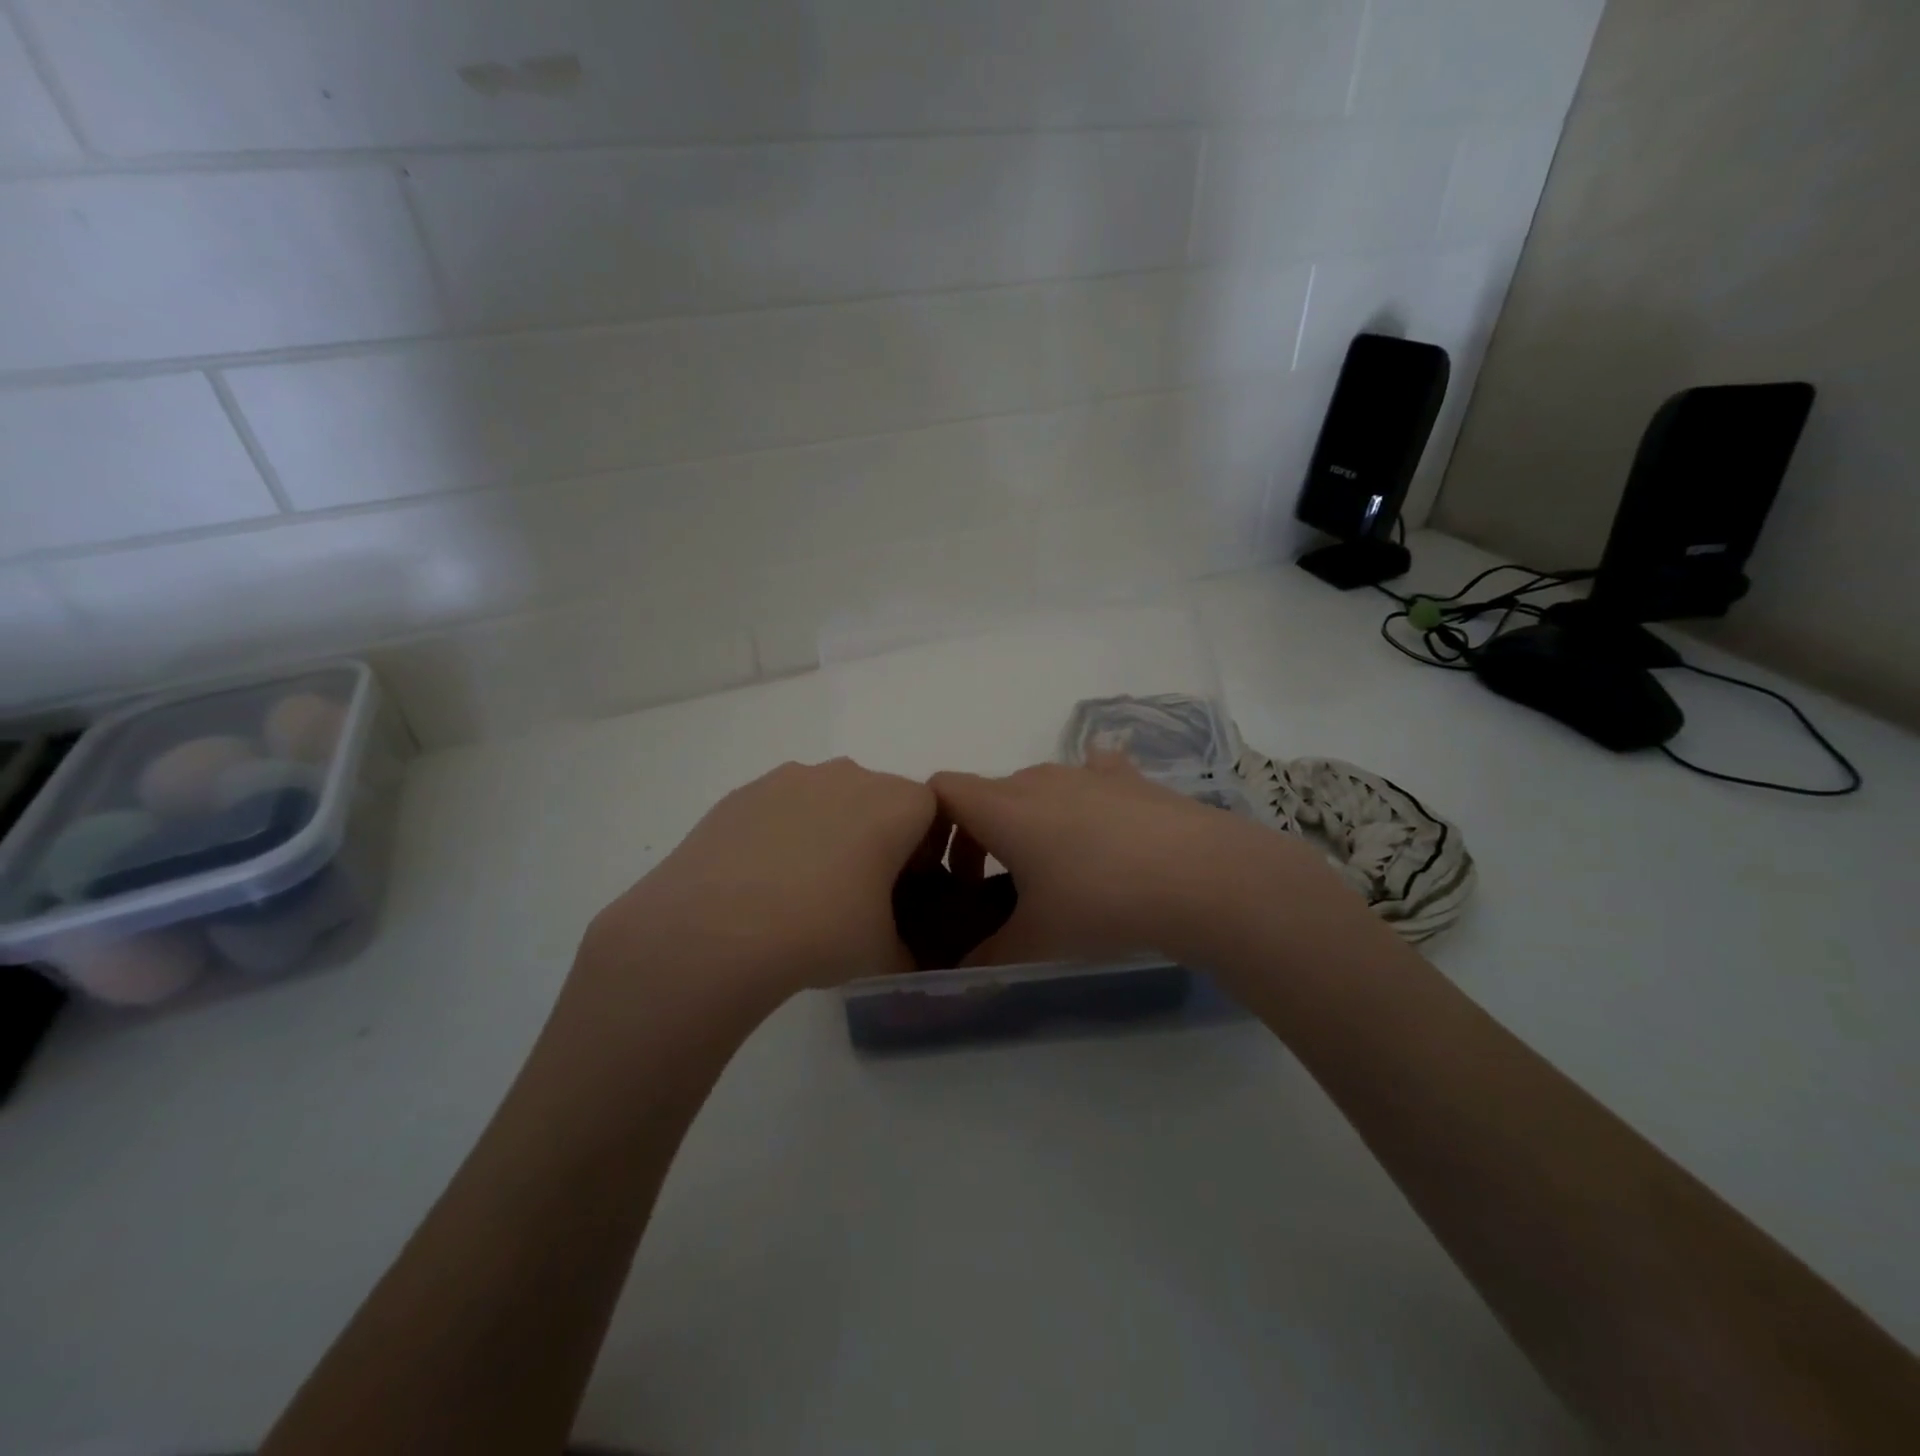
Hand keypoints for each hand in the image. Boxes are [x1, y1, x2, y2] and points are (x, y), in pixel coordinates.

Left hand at [577, 758, 936, 1002]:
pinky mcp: (745, 792)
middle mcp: (849, 776)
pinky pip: (782, 807)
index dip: (924, 849)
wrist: (714, 930)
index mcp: (896, 804)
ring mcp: (792, 778)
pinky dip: (783, 833)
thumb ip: (909, 950)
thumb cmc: (821, 932)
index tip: (905, 888)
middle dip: (877, 836)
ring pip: (829, 798)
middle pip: (879, 798)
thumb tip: (902, 955)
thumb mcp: (884, 954)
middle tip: (857, 891)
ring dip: (829, 831)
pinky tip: (762, 880)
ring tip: (802, 887)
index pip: (932, 811)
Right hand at [931, 752, 1348, 967]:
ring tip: (1055, 868)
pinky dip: (1083, 797)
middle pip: (988, 793)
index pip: (941, 790)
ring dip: (1029, 820)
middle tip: (994, 887)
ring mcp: (1087, 773)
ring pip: (1038, 787)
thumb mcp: (1036, 942)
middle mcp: (1038, 779)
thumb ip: (988, 956)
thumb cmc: (1100, 904)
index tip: (944, 870)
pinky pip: (1092, 775)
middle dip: (979, 834)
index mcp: (1003, 808)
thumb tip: (963, 971)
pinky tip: (1103, 829)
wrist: (1200, 877)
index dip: (929, 823)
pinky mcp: (1130, 779)